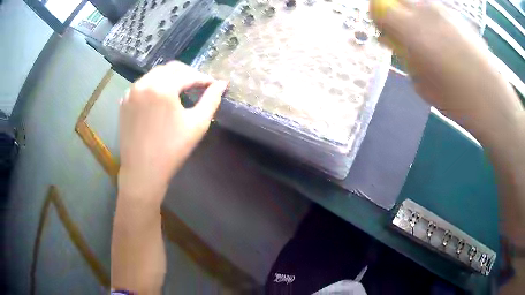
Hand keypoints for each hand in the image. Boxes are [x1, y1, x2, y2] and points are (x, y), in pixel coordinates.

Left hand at [118, 61, 227, 205]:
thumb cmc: (172, 149)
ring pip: (155, 75)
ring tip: (180, 90)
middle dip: (187, 74)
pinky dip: (154, 86)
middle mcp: (144, 83)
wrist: (143, 171)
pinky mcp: (124, 102)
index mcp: (162, 87)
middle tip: (198, 85)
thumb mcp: (197, 124)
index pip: (187, 74)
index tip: (213, 84)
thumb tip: (222, 83)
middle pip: (170, 69)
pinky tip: (160, 98)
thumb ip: (211, 100)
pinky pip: (142, 85)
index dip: (203, 78)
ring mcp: (131, 92)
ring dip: (170, 78)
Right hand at [371, 0, 521, 132]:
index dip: (379, 19)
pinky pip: (435, 10)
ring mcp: (443, 9)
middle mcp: (424, 10)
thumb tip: (396, 41)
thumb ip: (405, 56)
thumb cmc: (456, 99)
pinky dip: (433, 20)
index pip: (378, 7)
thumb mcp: (420, 83)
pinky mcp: (457, 15)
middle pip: (397, 0)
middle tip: (406, 35)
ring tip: (430, 39)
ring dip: (415, 16)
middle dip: (395, 13)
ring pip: (417, 3)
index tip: (386, 33)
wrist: (492, 99)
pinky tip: (447, 40)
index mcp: (410, 29)